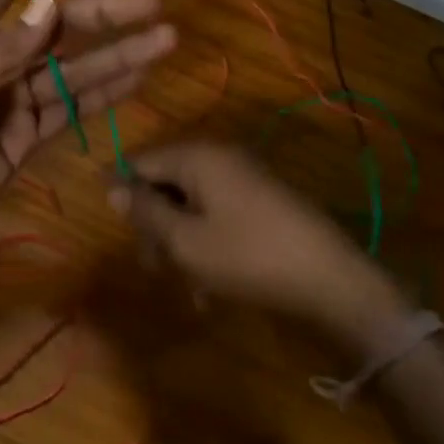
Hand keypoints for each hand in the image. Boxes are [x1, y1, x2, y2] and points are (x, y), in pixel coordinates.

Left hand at [0, 0, 175, 271]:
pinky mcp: (27, 138)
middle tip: (154, 3)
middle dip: (104, 15)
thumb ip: (7, 53)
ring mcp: (15, 100)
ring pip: (74, 71)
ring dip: (118, 56)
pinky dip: (104, 96)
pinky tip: (137, 79)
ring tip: (165, 40)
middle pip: (58, 29)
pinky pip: (71, 111)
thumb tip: (52, 2)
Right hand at [107, 142, 407, 355]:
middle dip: (155, 225)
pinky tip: (212, 287)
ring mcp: (245, 177)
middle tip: (154, 269)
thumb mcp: (185, 240)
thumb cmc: (248, 257)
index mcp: (197, 156)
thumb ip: (145, 211)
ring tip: (189, 287)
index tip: (118, 233)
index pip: (140, 162)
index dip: (122, 194)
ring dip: (182, 242)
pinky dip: (208, 243)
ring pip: (192, 204)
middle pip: (166, 183)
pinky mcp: (263, 200)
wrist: (331, 279)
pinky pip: (219, 214)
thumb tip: (111, 187)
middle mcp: (220, 157)